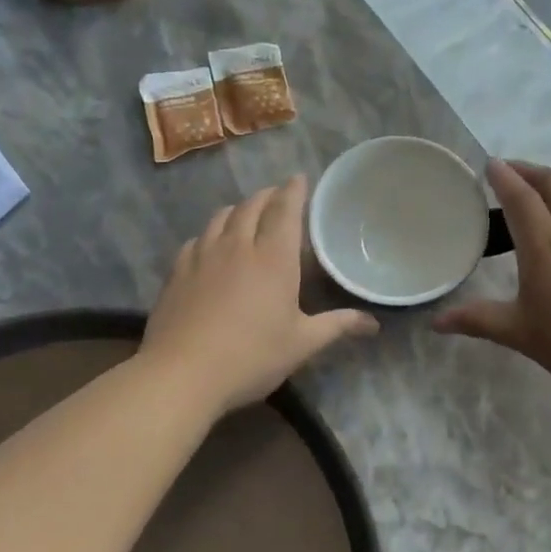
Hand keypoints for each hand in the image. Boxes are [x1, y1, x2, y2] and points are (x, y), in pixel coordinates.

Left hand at [142, 176, 378, 415]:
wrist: (182, 373)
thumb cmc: (251, 356)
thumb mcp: (301, 344)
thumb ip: (337, 326)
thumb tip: (373, 323)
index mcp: (274, 258)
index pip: (285, 210)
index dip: (294, 191)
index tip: (300, 178)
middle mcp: (238, 246)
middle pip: (252, 206)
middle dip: (268, 196)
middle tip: (278, 196)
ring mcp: (202, 256)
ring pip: (221, 217)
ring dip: (238, 209)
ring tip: (246, 213)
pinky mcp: (177, 271)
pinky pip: (197, 239)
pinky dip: (211, 233)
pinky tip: (210, 245)